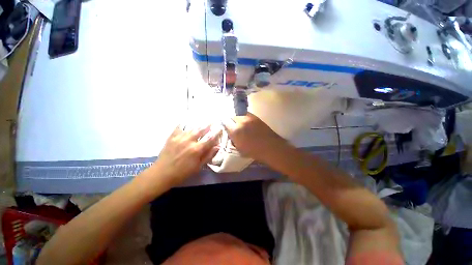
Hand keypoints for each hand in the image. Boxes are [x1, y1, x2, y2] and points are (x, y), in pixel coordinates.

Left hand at [151, 125, 220, 186]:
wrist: (162, 173)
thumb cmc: (182, 172)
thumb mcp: (198, 167)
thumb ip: (208, 155)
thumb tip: (218, 147)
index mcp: (197, 149)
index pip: (210, 138)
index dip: (216, 133)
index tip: (220, 128)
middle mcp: (189, 141)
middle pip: (201, 130)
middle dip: (208, 125)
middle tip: (212, 121)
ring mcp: (179, 137)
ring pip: (191, 127)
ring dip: (198, 124)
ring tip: (203, 121)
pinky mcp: (172, 137)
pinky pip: (179, 127)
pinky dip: (184, 123)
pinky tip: (187, 121)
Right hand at [222, 113, 286, 161]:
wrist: (271, 147)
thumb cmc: (254, 151)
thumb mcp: (239, 148)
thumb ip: (232, 138)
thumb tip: (229, 132)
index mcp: (236, 131)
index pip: (224, 121)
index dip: (223, 123)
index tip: (223, 125)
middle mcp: (241, 121)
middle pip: (231, 116)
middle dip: (229, 120)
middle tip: (230, 125)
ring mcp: (249, 117)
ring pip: (238, 114)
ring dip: (236, 118)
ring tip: (238, 123)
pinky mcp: (255, 117)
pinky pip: (246, 114)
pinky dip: (243, 117)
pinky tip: (245, 122)